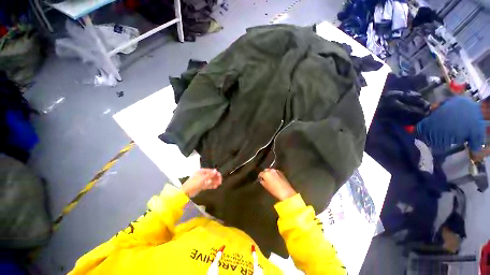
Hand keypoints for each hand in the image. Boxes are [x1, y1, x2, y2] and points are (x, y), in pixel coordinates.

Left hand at [182, 168, 221, 197]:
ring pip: (210, 180)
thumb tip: (216, 170)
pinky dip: (211, 185)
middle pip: (211, 175)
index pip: (211, 171)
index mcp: (202, 171)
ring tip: (218, 185)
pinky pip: (208, 185)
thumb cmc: (194, 183)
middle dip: (216, 178)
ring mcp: (202, 181)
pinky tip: (215, 187)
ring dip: (214, 182)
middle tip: (220, 182)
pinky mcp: (201, 186)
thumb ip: (210, 175)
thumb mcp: (203, 178)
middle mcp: (202, 175)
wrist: (186, 192)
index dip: (216, 173)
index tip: (220, 177)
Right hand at [258, 169, 296, 200]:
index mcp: (266, 173)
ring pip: (271, 170)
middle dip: (265, 173)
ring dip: (270, 173)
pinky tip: (275, 178)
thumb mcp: (266, 186)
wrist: (286, 192)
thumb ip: (262, 181)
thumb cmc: (274, 190)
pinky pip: (275, 172)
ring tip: (270, 178)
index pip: (261, 173)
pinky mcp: (281, 172)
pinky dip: (274, 174)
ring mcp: (276, 171)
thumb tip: (262, 179)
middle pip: (266, 170)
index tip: (260, 179)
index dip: (260, 177)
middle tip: (265, 178)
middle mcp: (271, 170)